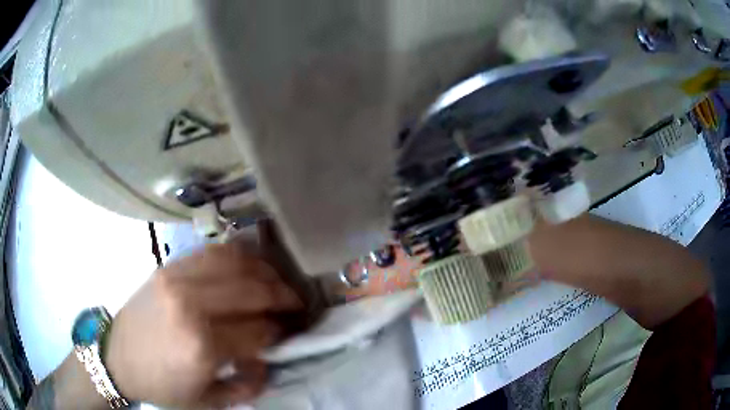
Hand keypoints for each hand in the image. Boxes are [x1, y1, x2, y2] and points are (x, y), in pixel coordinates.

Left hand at [104, 239, 304, 408]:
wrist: (118, 357)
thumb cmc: (163, 385)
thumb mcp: (210, 401)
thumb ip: (248, 385)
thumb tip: (269, 359)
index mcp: (202, 346)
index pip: (259, 329)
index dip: (281, 329)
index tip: (292, 329)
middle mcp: (191, 305)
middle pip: (252, 289)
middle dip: (283, 295)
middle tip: (296, 302)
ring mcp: (177, 278)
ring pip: (235, 261)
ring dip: (265, 270)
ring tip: (277, 281)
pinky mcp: (168, 267)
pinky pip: (212, 252)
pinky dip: (238, 255)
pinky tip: (249, 265)